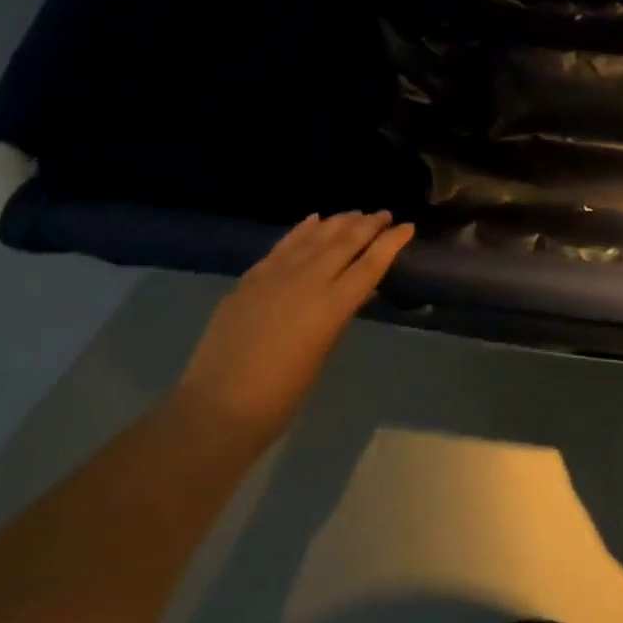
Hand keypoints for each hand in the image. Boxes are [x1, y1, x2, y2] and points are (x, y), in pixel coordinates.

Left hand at [175, 211, 412, 436]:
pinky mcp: (251, 278)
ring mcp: (276, 275)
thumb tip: (353, 292)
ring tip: (355, 214)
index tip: (407, 227)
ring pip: (315, 236)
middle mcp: (307, 281)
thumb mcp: (321, 354)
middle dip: (368, 225)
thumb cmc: (279, 397)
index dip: (391, 243)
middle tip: (385, 214)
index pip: (370, 265)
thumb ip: (337, 317)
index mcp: (331, 306)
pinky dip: (302, 229)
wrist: (215, 408)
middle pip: (345, 242)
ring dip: (339, 222)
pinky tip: (314, 219)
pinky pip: (283, 244)